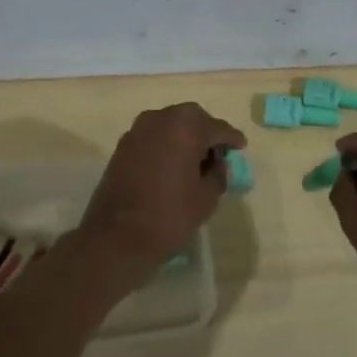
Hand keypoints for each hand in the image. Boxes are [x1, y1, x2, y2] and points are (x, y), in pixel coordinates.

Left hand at [80, 103, 246, 264]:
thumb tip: (217, 164)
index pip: (217, 127)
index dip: (231, 138)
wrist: (116, 238)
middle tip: (218, 152)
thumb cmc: (169, 216)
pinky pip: (153, 136)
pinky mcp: (123, 146)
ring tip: (196, 160)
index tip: (241, 147)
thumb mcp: (206, 198)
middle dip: (207, 131)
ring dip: (185, 136)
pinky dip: (167, 143)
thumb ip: (218, 174)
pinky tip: (173, 164)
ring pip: (170, 123)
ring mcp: (137, 131)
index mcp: (185, 128)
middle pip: (192, 118)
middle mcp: (160, 119)